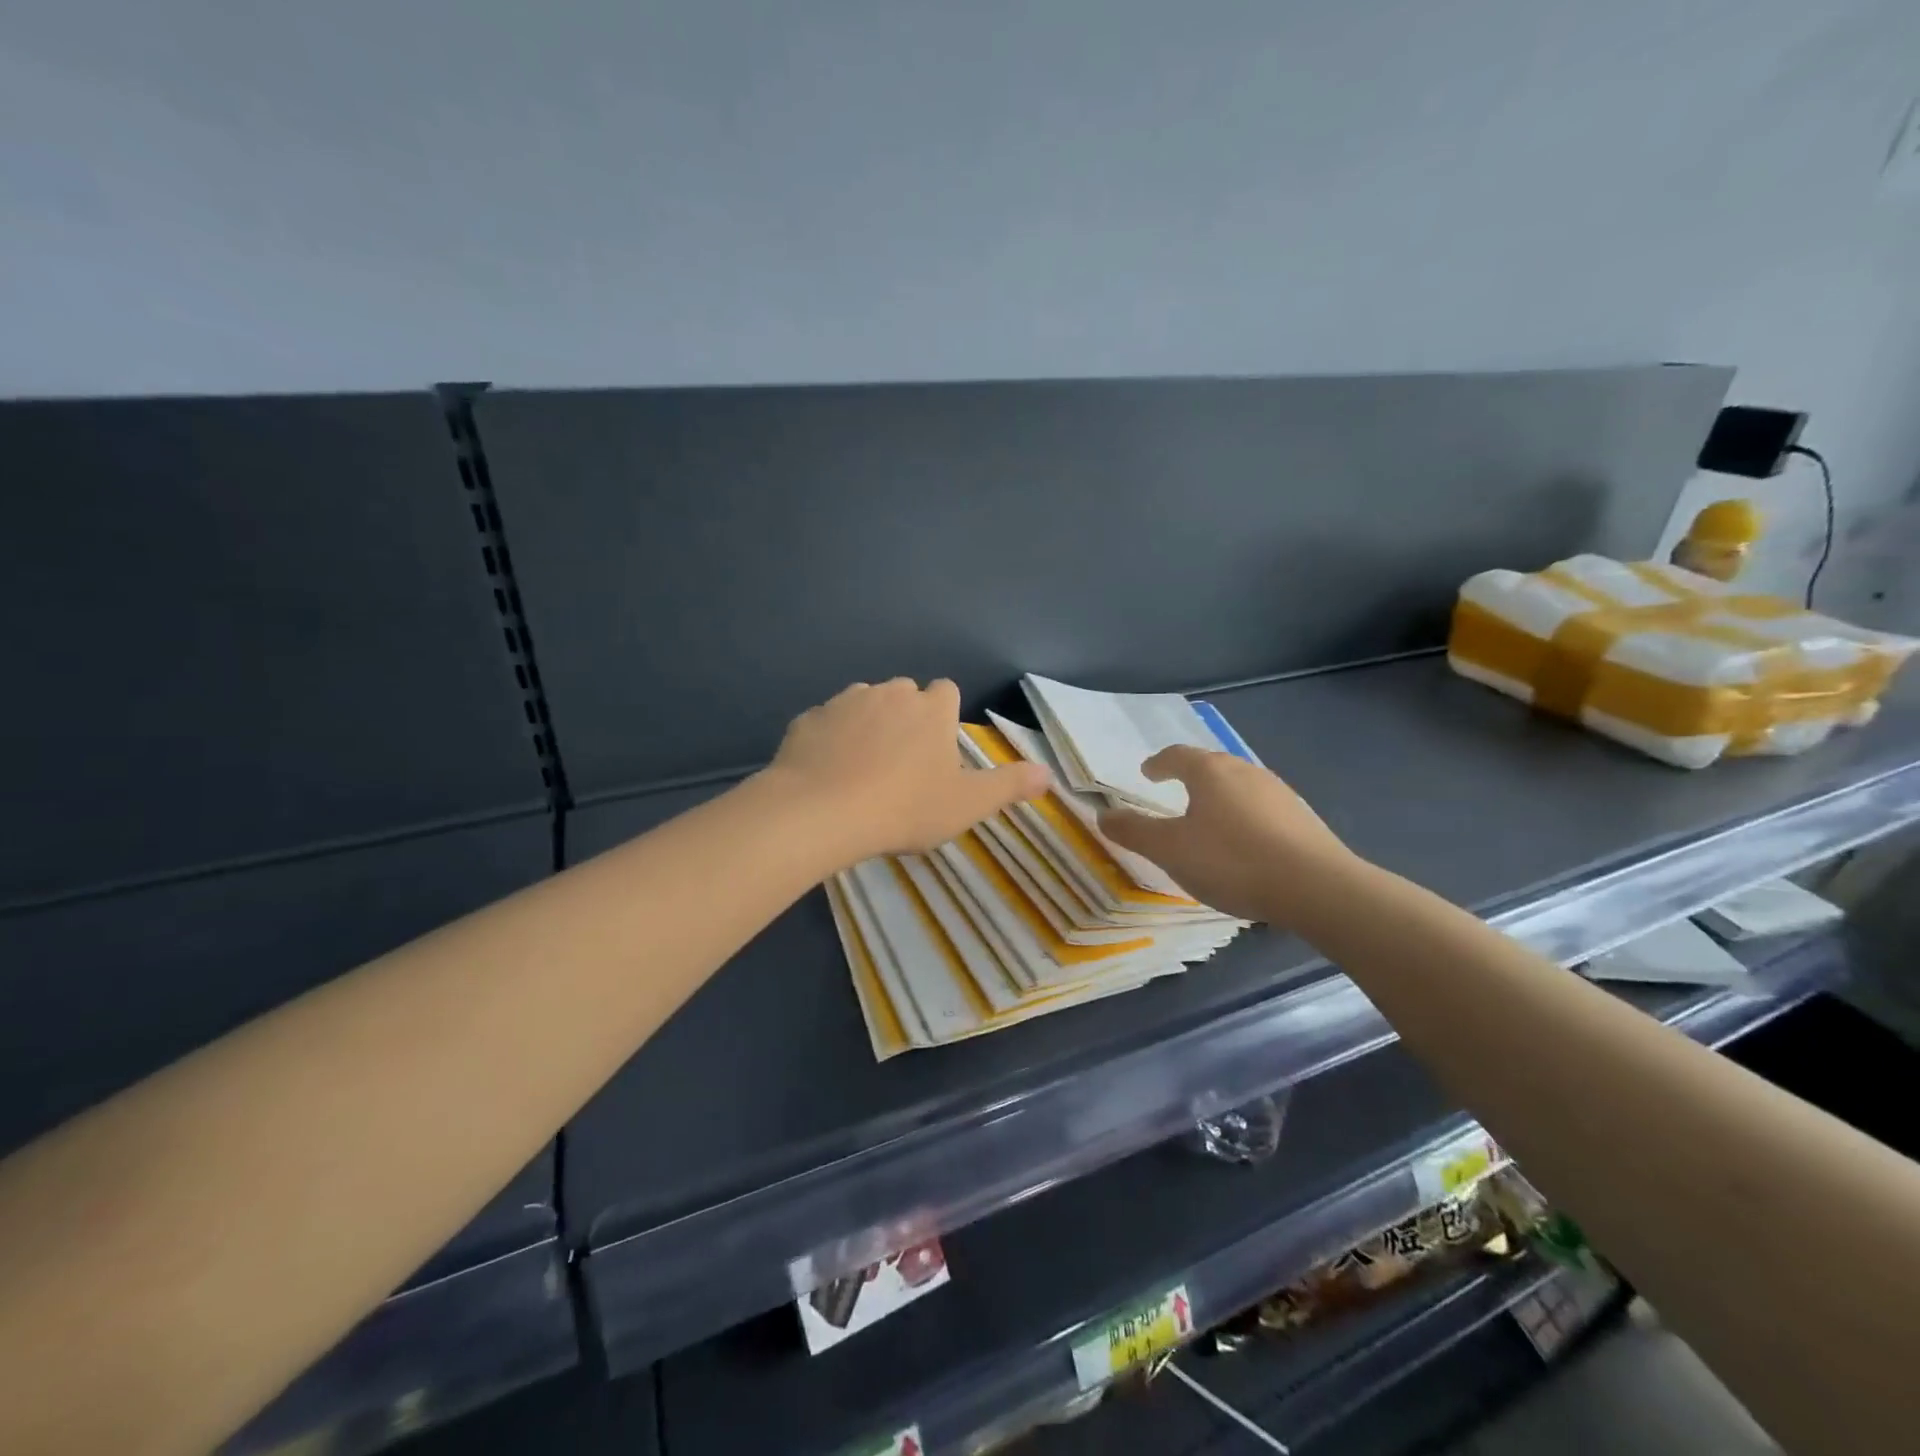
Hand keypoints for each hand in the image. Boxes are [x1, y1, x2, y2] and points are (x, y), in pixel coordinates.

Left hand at [765, 678, 1048, 861]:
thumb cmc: (905, 807)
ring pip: (863, 703)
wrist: (822, 811)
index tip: (939, 747)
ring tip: (863, 768)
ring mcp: (844, 702)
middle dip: (906, 717)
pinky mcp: (808, 719)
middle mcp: (889, 693)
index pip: (947, 690)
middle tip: (903, 764)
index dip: (944, 715)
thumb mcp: (967, 804)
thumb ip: (1009, 785)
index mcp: (930, 709)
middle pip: (904, 693)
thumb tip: (1049, 773)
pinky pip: (826, 722)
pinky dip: (830, 739)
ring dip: (868, 724)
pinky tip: (827, 772)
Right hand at [1098, 747, 1356, 924]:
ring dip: (1219, 795)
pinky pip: (1261, 808)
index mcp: (1210, 772)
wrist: (1317, 887)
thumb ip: (1134, 831)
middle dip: (1190, 775)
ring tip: (1207, 817)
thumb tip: (1103, 814)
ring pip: (1239, 785)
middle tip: (1174, 789)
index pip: (1177, 755)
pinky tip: (1244, 842)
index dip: (1158, 763)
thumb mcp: (1170, 850)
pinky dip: (1244, 816)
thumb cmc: (1232, 861)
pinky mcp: (1302, 818)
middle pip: (1211, 765)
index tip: (1148, 771)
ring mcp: (1279, 793)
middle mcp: (1245, 771)